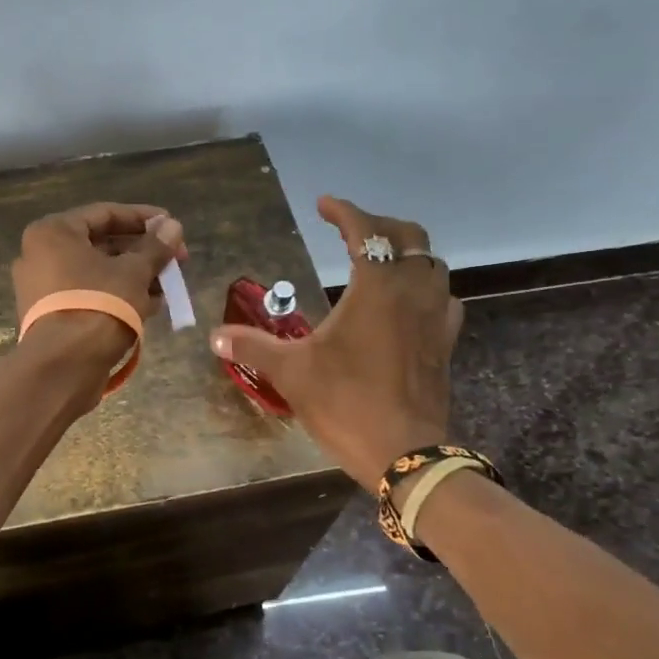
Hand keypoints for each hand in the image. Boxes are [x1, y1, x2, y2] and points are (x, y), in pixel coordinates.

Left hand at [13, 202, 187, 370]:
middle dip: (142, 251)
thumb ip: (155, 247)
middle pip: (101, 244)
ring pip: (97, 272)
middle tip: (176, 259)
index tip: (172, 226)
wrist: (63, 368)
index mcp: (53, 233)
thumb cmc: (98, 306)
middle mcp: (41, 255)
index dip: (143, 218)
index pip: (105, 213)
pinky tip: (152, 304)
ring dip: (134, 275)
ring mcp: (43, 287)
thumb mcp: (134, 273)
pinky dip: (117, 295)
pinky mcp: (51, 315)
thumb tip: (173, 226)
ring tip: (169, 284)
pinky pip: (89, 294)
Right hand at [209, 196, 461, 490]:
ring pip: (432, 265)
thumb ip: (252, 347)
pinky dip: (425, 288)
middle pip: (409, 237)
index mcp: (376, 288)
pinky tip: (408, 304)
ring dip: (407, 253)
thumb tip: (215, 337)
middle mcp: (412, 292)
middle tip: (351, 230)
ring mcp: (434, 317)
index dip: (344, 212)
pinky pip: (443, 299)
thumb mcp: (291, 372)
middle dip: (380, 225)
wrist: (405, 453)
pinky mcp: (444, 343)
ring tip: (379, 261)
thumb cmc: (346, 403)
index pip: (366, 231)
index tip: (323, 205)